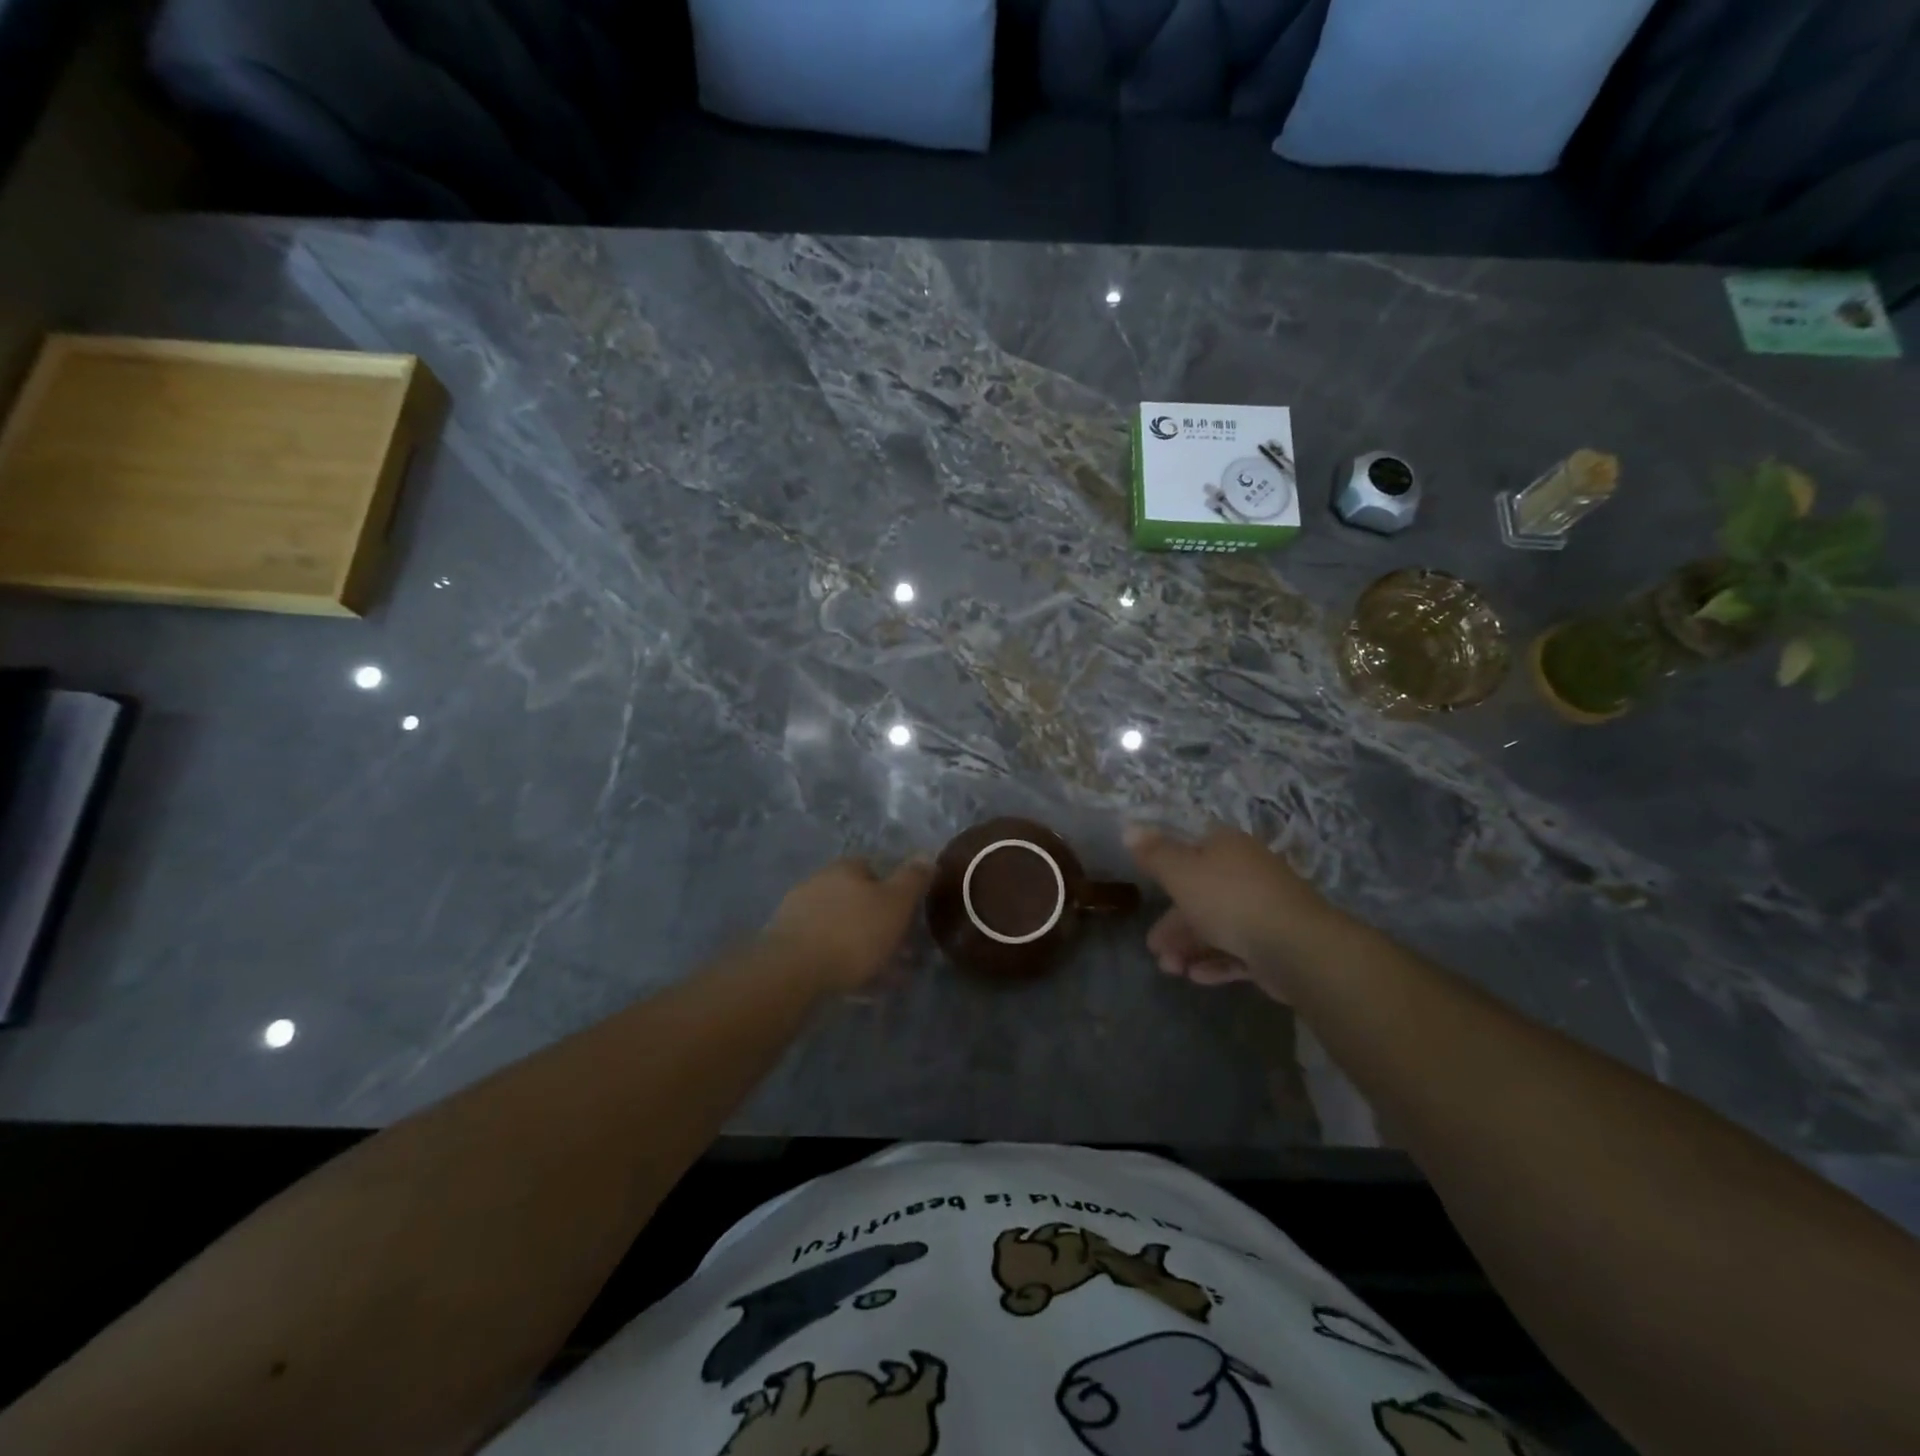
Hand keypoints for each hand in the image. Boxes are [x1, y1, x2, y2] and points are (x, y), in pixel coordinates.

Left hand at [760, 856, 934, 992]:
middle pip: (858, 900)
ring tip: (886, 977)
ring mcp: (799, 913)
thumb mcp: (896, 903)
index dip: (895, 892)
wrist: (792, 972)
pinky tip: (859, 986)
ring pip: (843, 927)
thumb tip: (926, 855)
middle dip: (880, 923)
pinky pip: (826, 950)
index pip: (876, 869)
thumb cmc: (853, 933)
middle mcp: (819, 882)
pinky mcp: (786, 945)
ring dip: (864, 946)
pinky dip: (844, 963)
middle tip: (902, 952)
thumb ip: (913, 879)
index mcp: (846, 868)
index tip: (910, 917)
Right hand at [1125, 824, 1341, 995]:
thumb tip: (1129, 828)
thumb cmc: (1229, 900)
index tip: (1148, 891)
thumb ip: (1154, 853)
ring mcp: (1264, 908)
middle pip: (1201, 893)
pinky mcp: (1276, 943)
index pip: (1192, 848)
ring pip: (1218, 925)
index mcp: (1227, 847)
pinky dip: (1215, 962)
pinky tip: (1196, 978)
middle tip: (1154, 948)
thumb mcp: (1180, 872)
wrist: (1296, 946)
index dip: (1167, 868)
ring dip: (1189, 947)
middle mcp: (1247, 872)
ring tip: (1171, 970)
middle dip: (1173, 923)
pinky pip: (1238, 950)